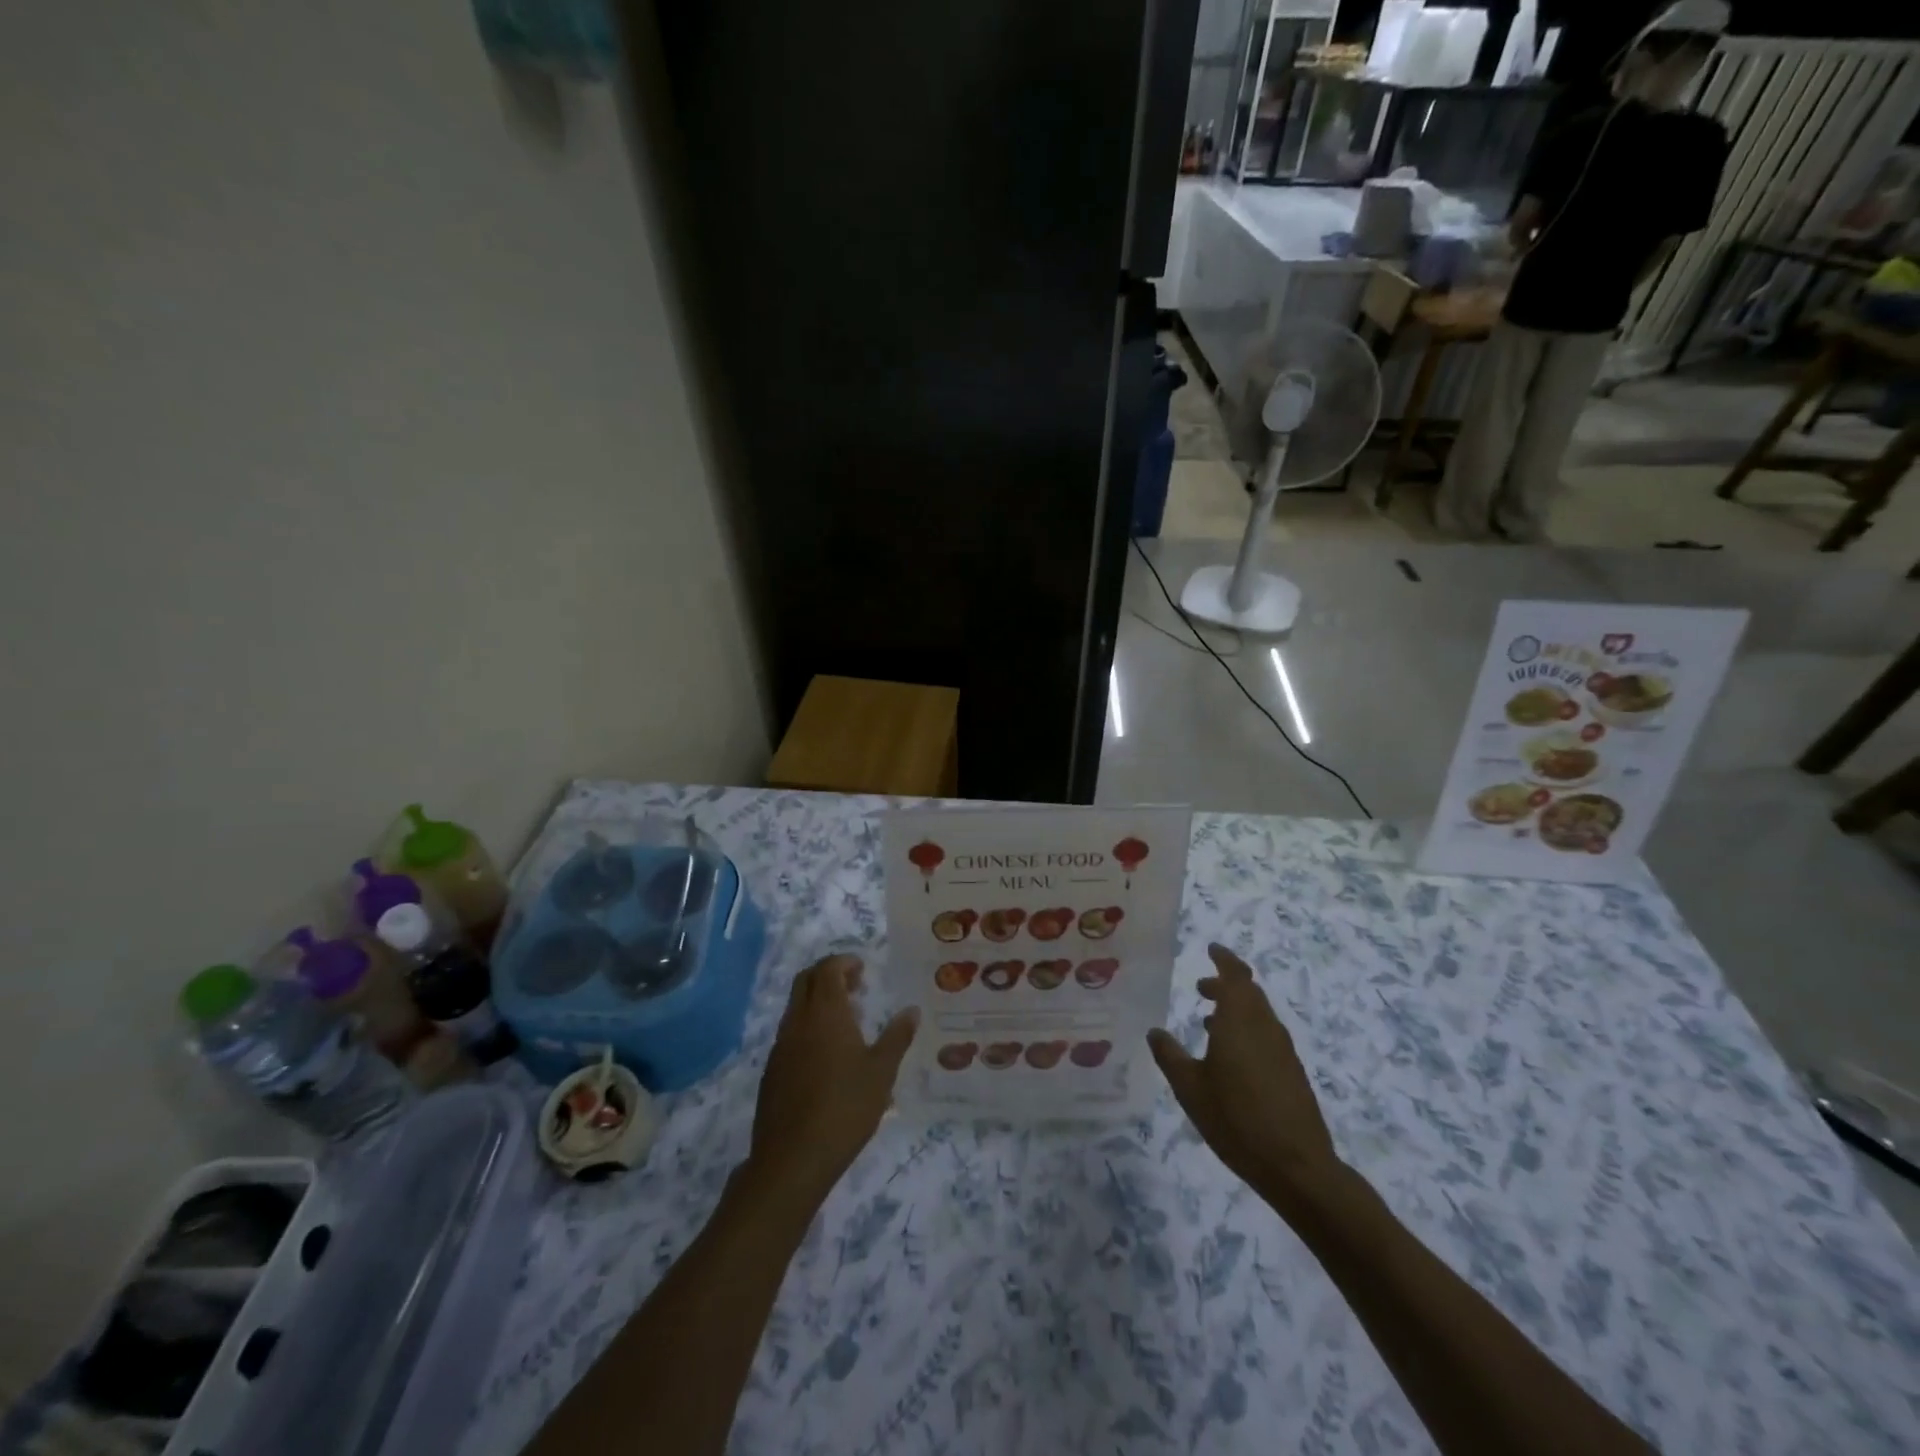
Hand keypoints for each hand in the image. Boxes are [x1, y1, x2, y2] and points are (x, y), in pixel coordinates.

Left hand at [747, 955, 917, 1207]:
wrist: (792, 1159)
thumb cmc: (845, 1108)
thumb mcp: (882, 1072)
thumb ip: (897, 1037)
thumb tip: (911, 1010)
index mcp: (825, 1013)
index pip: (827, 969)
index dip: (844, 962)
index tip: (863, 969)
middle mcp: (798, 1021)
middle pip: (806, 980)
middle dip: (828, 974)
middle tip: (855, 985)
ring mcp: (780, 1045)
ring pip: (795, 1006)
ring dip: (817, 1000)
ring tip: (846, 1020)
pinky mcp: (772, 1070)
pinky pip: (790, 1032)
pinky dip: (808, 1025)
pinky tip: (827, 1054)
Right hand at [1148, 944, 1342, 1212]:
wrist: (1297, 1167)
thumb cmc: (1236, 1119)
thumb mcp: (1190, 1088)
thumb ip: (1170, 1056)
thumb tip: (1155, 1031)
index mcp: (1240, 1020)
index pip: (1236, 975)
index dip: (1224, 959)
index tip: (1211, 949)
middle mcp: (1265, 1027)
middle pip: (1249, 992)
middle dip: (1226, 984)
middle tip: (1201, 987)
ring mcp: (1283, 1050)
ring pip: (1259, 1014)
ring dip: (1236, 1009)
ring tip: (1209, 1021)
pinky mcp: (1291, 1072)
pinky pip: (1266, 1035)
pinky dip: (1247, 1030)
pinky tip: (1231, 1056)